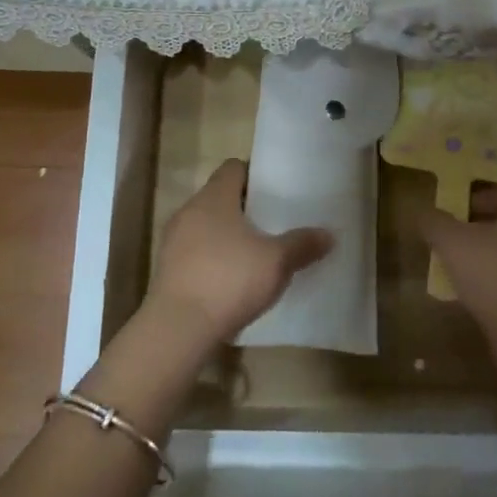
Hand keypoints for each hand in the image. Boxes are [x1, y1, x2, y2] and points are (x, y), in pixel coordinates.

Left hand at [146, 159, 333, 350]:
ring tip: (254, 253)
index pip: (233, 167)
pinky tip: (231, 280)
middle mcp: (190, 210)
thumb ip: (303, 244)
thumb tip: (330, 234)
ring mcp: (173, 240)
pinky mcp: (166, 269)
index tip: (274, 191)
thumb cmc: (230, 280)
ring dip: (226, 234)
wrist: (178, 328)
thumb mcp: (277, 262)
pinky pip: (194, 251)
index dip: (254, 175)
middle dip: (243, 207)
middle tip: (271, 222)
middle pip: (219, 196)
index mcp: (214, 197)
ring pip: (205, 225)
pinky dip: (212, 258)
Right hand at [417, 186, 496, 338]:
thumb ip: (433, 221)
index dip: (474, 201)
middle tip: (456, 241)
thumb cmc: (494, 275)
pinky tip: (486, 296)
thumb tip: (421, 212)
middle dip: (484, 229)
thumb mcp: (451, 242)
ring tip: (466, 271)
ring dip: (495, 256)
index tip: (453, 216)